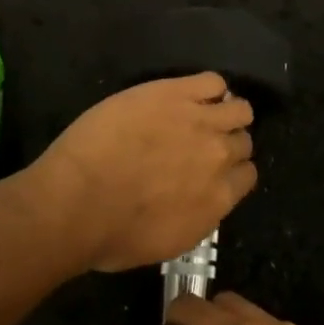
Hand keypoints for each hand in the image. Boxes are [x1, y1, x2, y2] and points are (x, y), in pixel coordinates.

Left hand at [23, 73, 255, 271]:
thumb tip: (196, 201)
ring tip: (200, 114)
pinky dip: (208, 88)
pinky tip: (186, 95)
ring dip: (226, 113)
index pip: (246, 175)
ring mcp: (200, 122)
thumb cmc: (111, 236)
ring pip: (238, 109)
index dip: (230, 171)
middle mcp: (219, 158)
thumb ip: (194, 217)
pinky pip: (212, 82)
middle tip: (198, 144)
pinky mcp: (175, 94)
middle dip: (227, 143)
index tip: (212, 171)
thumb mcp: (166, 243)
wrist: (77, 201)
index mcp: (218, 199)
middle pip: (242, 142)